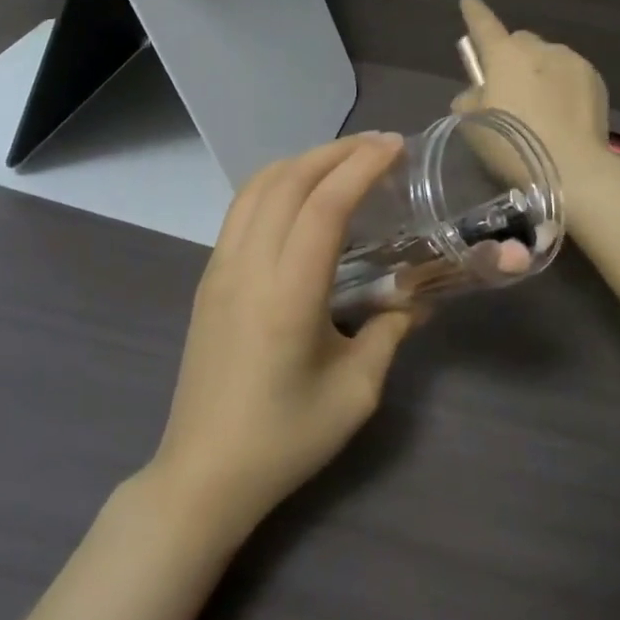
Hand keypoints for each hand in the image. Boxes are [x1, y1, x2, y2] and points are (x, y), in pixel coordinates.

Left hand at [149, 134, 415, 535]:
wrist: (204, 473)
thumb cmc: (284, 440)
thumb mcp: (355, 392)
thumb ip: (390, 333)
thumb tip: (416, 298)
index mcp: (287, 294)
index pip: (324, 205)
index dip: (361, 166)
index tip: (395, 147)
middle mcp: (247, 267)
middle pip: (287, 181)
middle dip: (335, 151)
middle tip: (379, 146)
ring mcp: (220, 269)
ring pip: (257, 188)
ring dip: (302, 162)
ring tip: (343, 160)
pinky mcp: (209, 279)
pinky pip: (241, 210)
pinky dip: (276, 184)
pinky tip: (302, 196)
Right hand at [453, 0, 618, 187]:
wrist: (572, 169)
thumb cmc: (512, 145)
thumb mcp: (472, 125)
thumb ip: (469, 100)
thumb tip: (478, 92)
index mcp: (504, 55)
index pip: (483, 24)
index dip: (473, 12)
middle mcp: (539, 48)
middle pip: (519, 42)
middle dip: (512, 57)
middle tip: (508, 89)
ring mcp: (572, 62)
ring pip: (548, 58)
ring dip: (539, 73)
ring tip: (540, 110)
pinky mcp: (596, 81)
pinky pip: (570, 75)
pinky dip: (562, 88)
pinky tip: (562, 117)